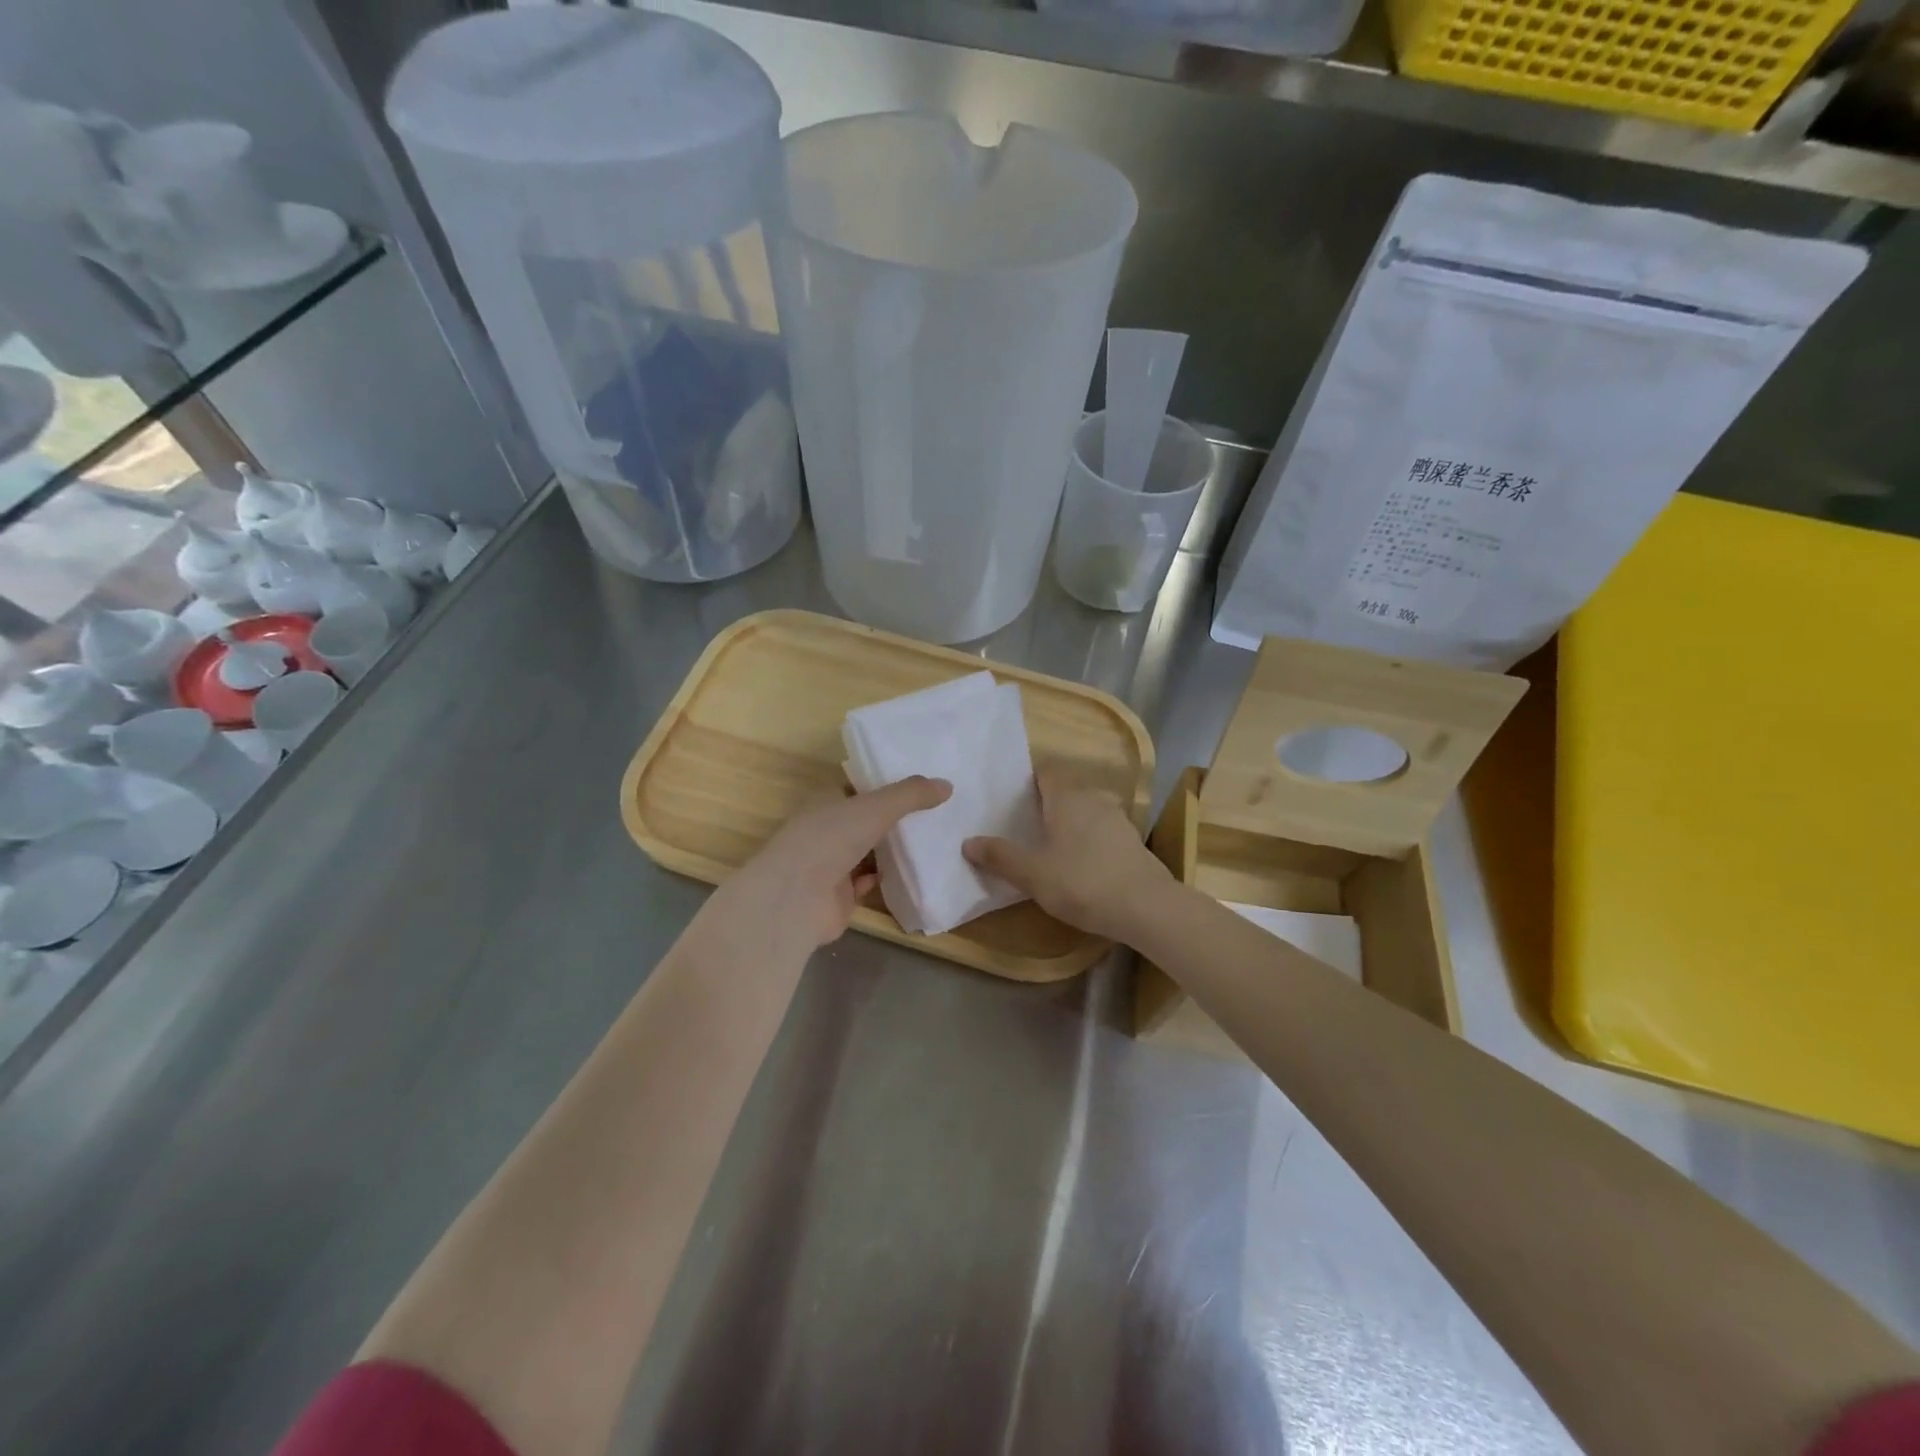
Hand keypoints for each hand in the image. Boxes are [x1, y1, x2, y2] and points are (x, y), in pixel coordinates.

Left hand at [725, 776, 951, 947]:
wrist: (795, 898)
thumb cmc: (829, 839)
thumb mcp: (875, 807)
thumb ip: (911, 795)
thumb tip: (947, 785)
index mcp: (826, 802)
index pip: (860, 788)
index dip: (888, 785)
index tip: (922, 785)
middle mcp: (826, 830)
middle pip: (866, 821)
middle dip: (896, 818)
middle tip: (937, 812)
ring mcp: (831, 865)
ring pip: (869, 852)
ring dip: (894, 849)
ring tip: (934, 839)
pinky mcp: (840, 896)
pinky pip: (870, 881)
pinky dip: (889, 877)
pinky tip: (916, 871)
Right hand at [963, 765, 1170, 942]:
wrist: (1146, 907)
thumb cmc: (1082, 882)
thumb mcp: (1033, 874)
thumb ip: (1000, 857)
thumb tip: (968, 842)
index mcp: (1067, 798)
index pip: (1047, 772)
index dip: (1030, 780)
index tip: (1013, 797)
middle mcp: (1094, 799)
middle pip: (1066, 791)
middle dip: (1048, 804)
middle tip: (1026, 824)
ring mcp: (1119, 820)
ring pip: (1087, 811)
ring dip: (1071, 823)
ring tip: (1052, 846)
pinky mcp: (1133, 843)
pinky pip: (1103, 832)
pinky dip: (1090, 841)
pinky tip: (1082, 864)